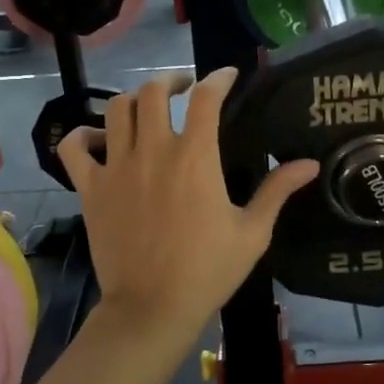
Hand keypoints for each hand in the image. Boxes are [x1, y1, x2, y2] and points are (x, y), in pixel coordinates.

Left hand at [58, 69, 318, 340]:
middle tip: (184, 89)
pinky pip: (74, 147)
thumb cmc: (207, 270)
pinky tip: (99, 139)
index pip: (206, 98)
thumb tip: (310, 164)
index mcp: (195, 158)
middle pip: (153, 91)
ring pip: (116, 109)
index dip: (218, 78)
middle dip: (172, 80)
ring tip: (148, 107)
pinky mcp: (90, 188)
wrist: (152, 308)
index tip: (228, 75)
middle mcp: (153, 151)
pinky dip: (83, 135)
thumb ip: (277, 191)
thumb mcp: (252, 232)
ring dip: (134, 99)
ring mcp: (116, 167)